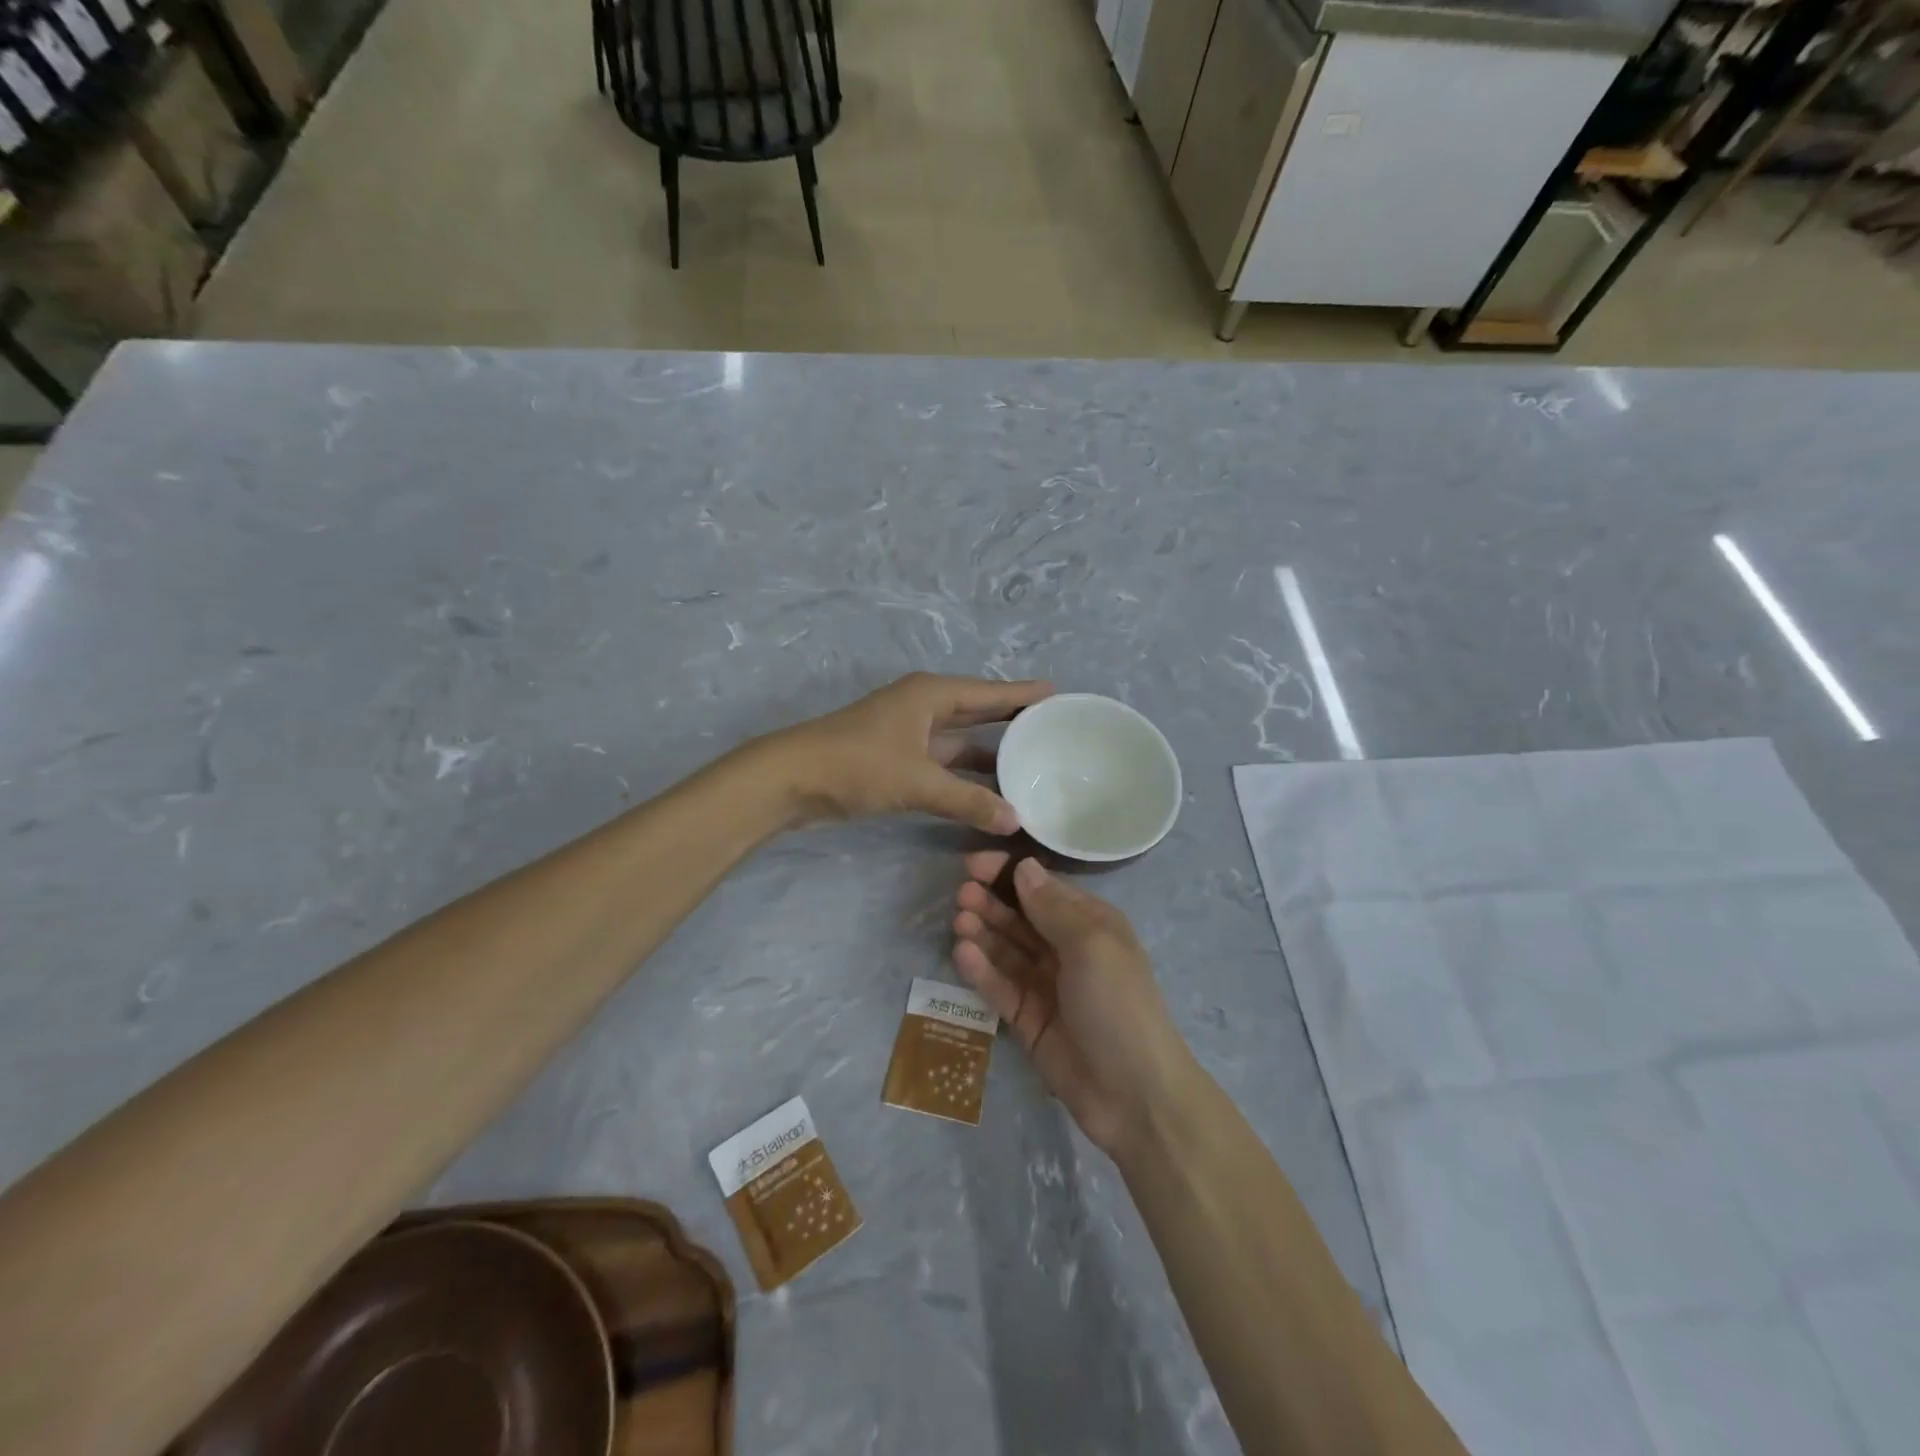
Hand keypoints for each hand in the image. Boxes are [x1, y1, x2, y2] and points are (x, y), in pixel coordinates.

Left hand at [768, 673, 1052, 832]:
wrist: (792, 779)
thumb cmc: (858, 765)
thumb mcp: (918, 781)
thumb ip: (968, 801)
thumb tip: (1016, 821)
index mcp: (931, 695)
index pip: (989, 692)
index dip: (1023, 694)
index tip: (1058, 694)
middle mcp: (923, 706)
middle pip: (977, 709)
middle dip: (1011, 717)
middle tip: (1053, 725)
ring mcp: (908, 732)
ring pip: (960, 738)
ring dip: (990, 750)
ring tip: (1031, 758)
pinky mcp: (897, 758)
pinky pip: (944, 760)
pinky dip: (966, 772)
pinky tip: (989, 787)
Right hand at [951, 852, 1194, 1156]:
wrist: (1134, 1095)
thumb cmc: (1117, 1004)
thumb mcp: (1091, 945)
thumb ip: (1052, 906)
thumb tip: (1024, 866)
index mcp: (1091, 924)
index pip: (1043, 887)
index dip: (1009, 873)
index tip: (973, 864)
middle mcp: (1067, 949)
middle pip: (1021, 917)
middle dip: (992, 902)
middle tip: (962, 894)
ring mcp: (1046, 985)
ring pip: (1007, 950)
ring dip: (984, 932)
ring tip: (960, 920)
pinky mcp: (1027, 1019)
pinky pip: (1000, 986)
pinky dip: (982, 969)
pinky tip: (963, 953)